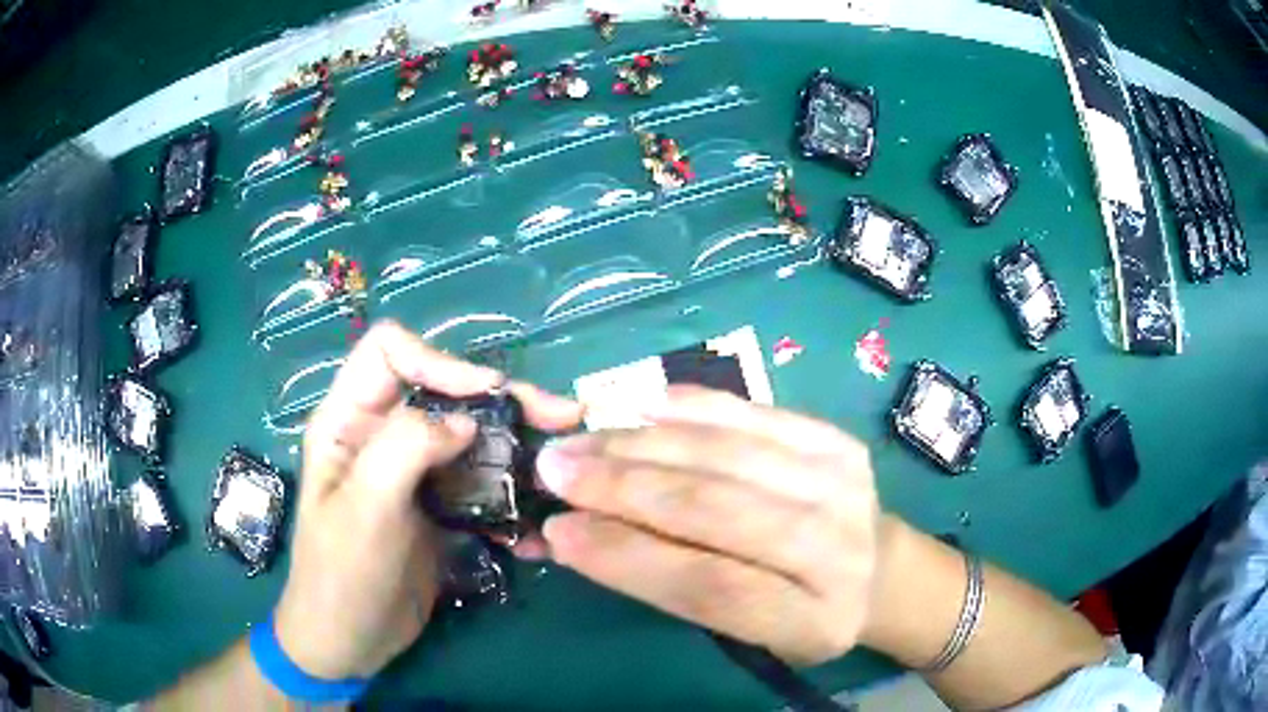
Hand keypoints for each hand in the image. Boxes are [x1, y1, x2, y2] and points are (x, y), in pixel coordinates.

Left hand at [274, 321, 581, 679]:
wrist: (350, 641)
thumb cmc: (341, 576)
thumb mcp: (363, 510)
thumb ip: (405, 449)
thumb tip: (466, 421)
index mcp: (347, 420)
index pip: (389, 352)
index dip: (437, 361)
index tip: (485, 396)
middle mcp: (380, 433)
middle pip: (441, 387)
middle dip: (499, 396)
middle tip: (560, 415)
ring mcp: (411, 470)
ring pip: (468, 431)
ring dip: (515, 437)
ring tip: (564, 449)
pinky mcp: (437, 504)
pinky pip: (478, 477)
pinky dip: (509, 483)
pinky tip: (538, 503)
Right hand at [531, 385, 879, 665]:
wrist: (878, 569)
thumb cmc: (799, 614)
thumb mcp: (741, 629)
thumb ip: (665, 584)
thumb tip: (572, 534)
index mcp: (808, 618)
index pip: (709, 585)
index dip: (626, 557)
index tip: (557, 530)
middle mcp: (833, 547)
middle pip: (716, 508)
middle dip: (622, 485)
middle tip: (554, 466)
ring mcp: (840, 482)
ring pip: (725, 453)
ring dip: (642, 441)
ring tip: (582, 437)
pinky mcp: (834, 438)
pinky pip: (750, 412)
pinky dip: (688, 406)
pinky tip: (638, 405)